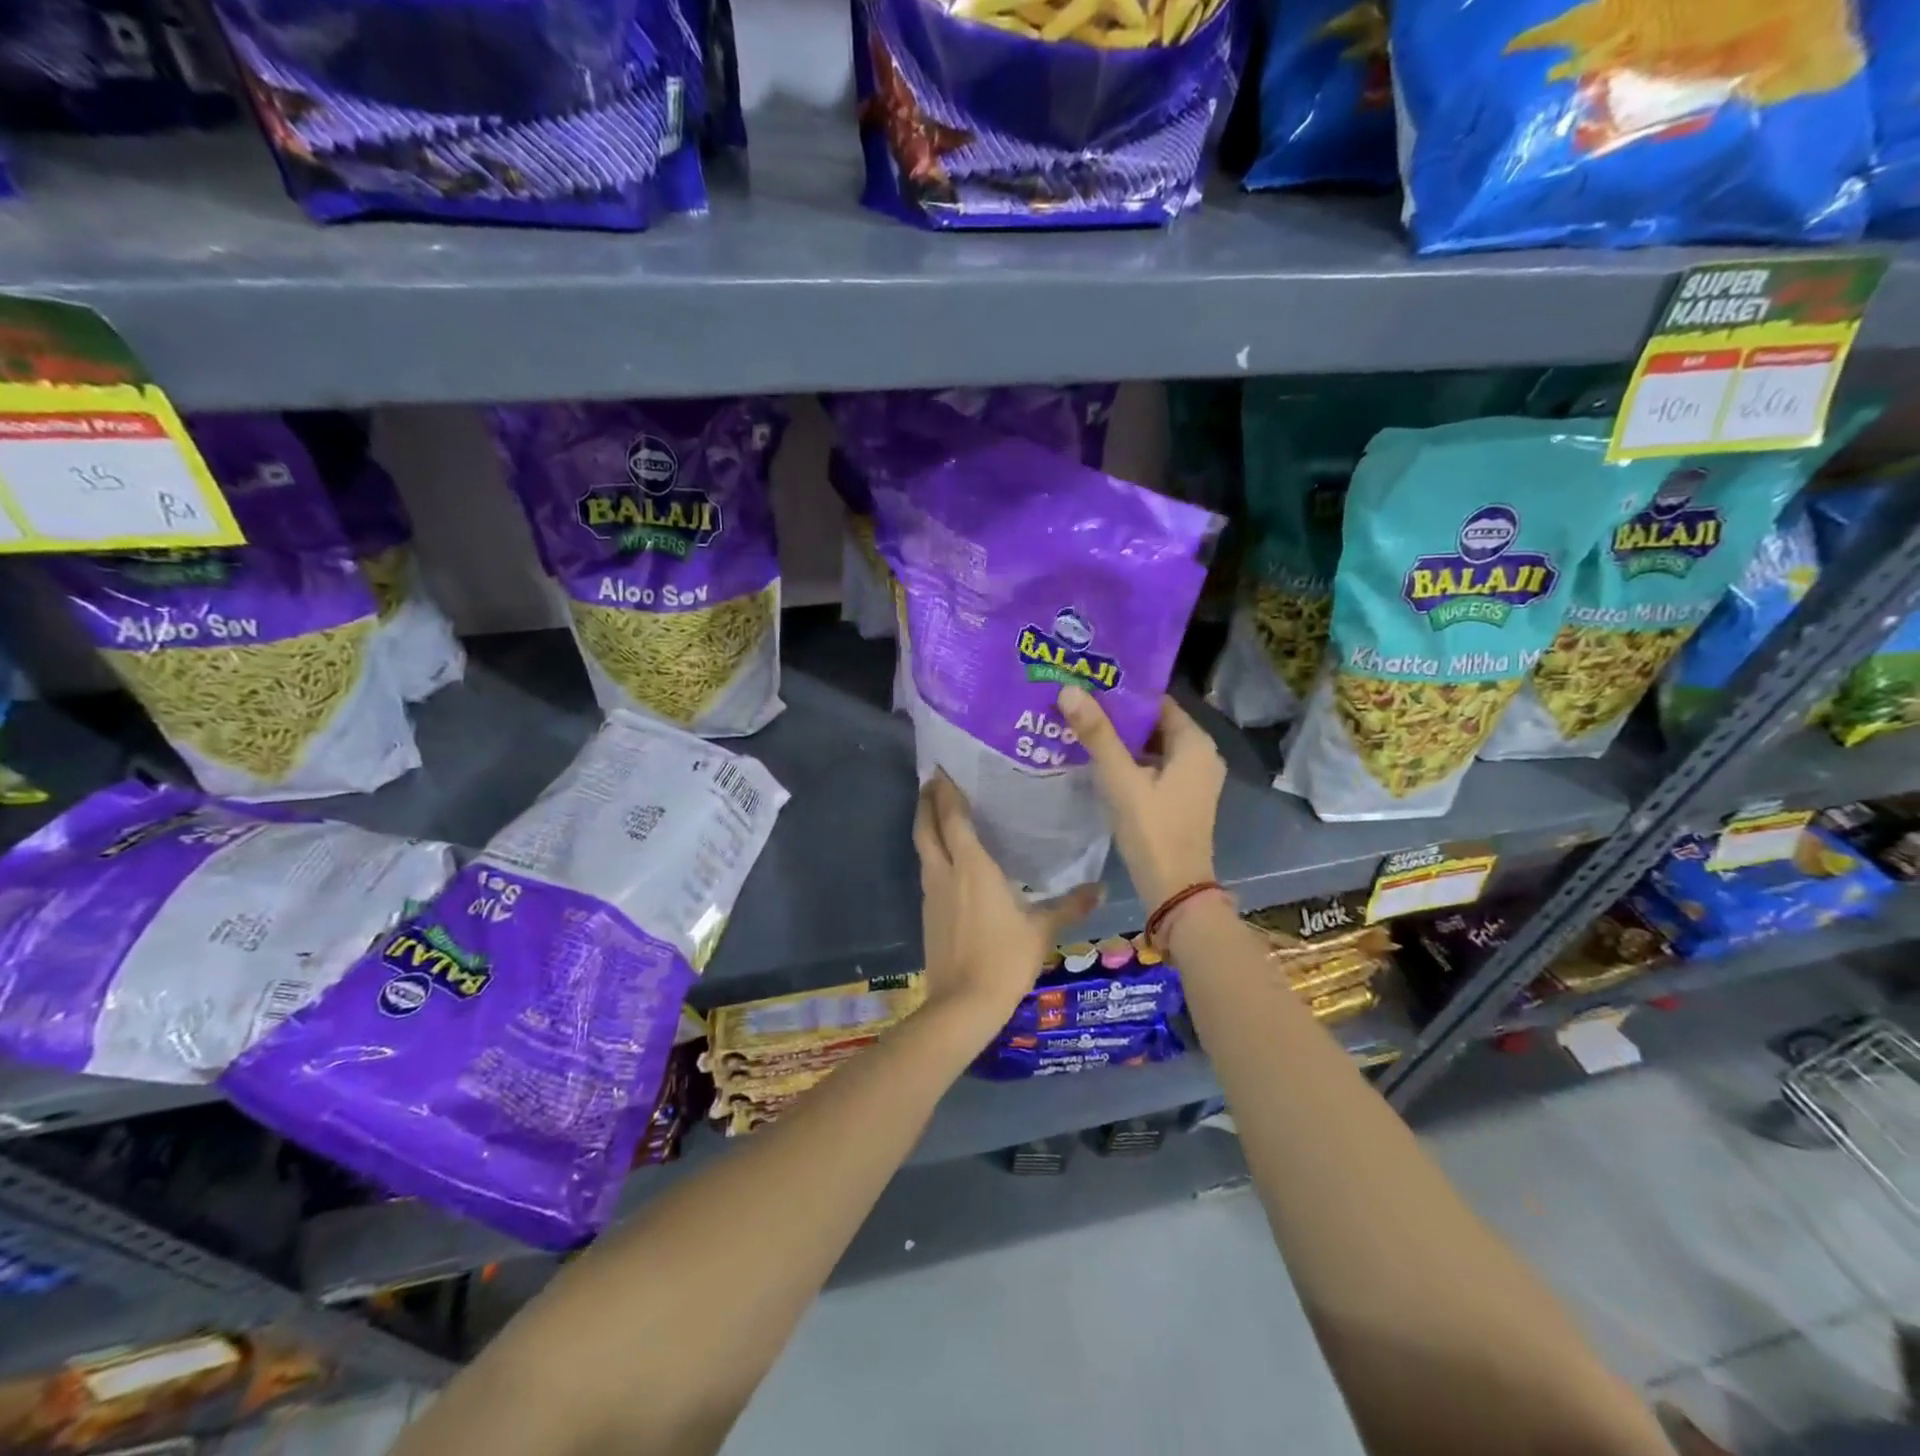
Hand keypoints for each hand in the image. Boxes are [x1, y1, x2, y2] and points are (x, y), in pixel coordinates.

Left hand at [914, 773, 1100, 1029]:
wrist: (963, 1004)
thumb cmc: (1004, 958)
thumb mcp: (1041, 930)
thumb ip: (1069, 905)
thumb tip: (1101, 888)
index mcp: (971, 866)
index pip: (953, 817)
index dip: (946, 791)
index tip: (942, 769)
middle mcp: (944, 872)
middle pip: (926, 828)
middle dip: (926, 802)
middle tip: (932, 782)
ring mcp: (931, 893)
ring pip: (923, 849)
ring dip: (926, 827)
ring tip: (939, 814)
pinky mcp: (927, 914)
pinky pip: (927, 872)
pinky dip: (932, 855)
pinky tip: (947, 862)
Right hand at [1055, 686, 1223, 909]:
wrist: (1175, 890)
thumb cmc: (1153, 829)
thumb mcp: (1121, 779)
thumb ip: (1097, 734)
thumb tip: (1070, 689)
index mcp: (1195, 743)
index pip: (1156, 701)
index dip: (1122, 692)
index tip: (1088, 683)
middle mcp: (1200, 755)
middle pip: (1153, 723)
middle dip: (1117, 715)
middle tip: (1077, 703)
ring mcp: (1192, 779)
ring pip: (1151, 746)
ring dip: (1120, 739)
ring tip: (1080, 726)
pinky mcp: (1180, 798)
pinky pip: (1152, 767)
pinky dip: (1128, 761)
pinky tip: (1095, 759)